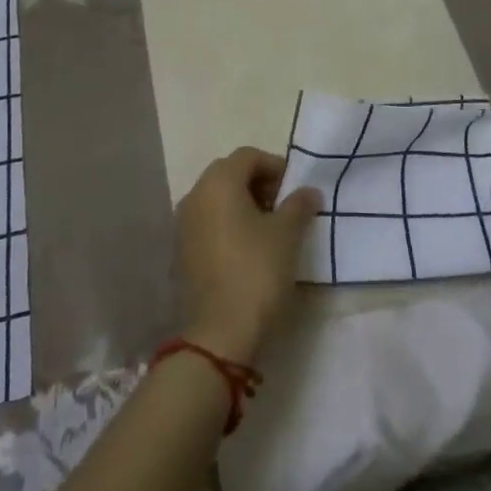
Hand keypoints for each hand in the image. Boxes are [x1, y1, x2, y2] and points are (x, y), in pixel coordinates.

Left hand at [175, 147, 320, 362]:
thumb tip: (308, 191)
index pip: (249, 156)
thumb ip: (299, 205)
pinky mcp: (181, 251)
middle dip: (259, 184)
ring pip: (217, 199)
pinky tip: (248, 249)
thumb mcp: (287, 234)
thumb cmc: (256, 271)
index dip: (276, 166)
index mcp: (218, 182)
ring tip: (270, 229)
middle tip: (285, 206)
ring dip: (244, 204)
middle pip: (230, 174)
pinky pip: (208, 222)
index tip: (297, 189)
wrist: (219, 333)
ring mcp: (183, 224)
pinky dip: (228, 224)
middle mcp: (195, 195)